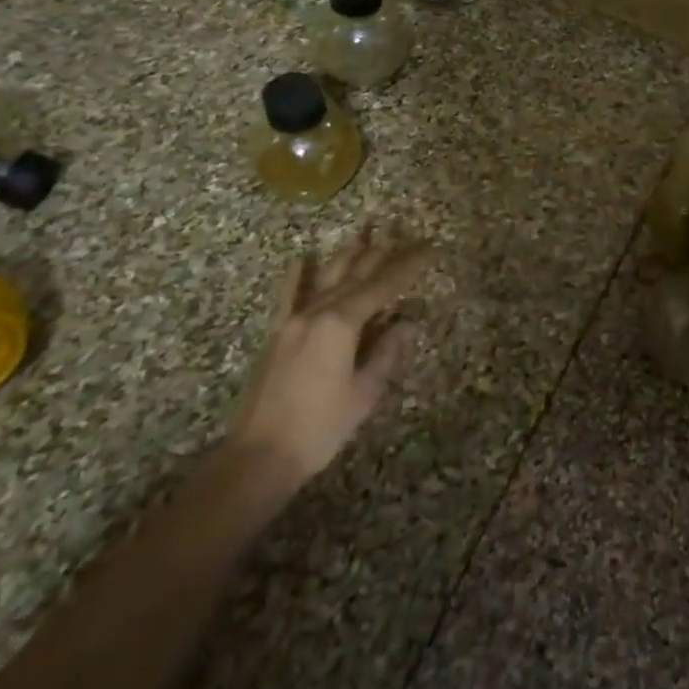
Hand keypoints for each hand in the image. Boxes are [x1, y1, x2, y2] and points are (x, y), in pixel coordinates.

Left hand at [221, 230, 431, 498]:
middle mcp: (318, 312)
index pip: (383, 287)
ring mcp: (294, 320)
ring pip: (327, 277)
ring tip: (367, 231)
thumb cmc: (320, 428)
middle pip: (356, 275)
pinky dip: (299, 275)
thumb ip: (386, 353)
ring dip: (348, 254)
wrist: (259, 456)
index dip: (408, 267)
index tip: (429, 249)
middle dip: (384, 254)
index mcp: (342, 324)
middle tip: (406, 236)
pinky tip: (304, 257)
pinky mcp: (277, 334)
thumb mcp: (364, 393)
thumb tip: (407, 323)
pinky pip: (289, 296)